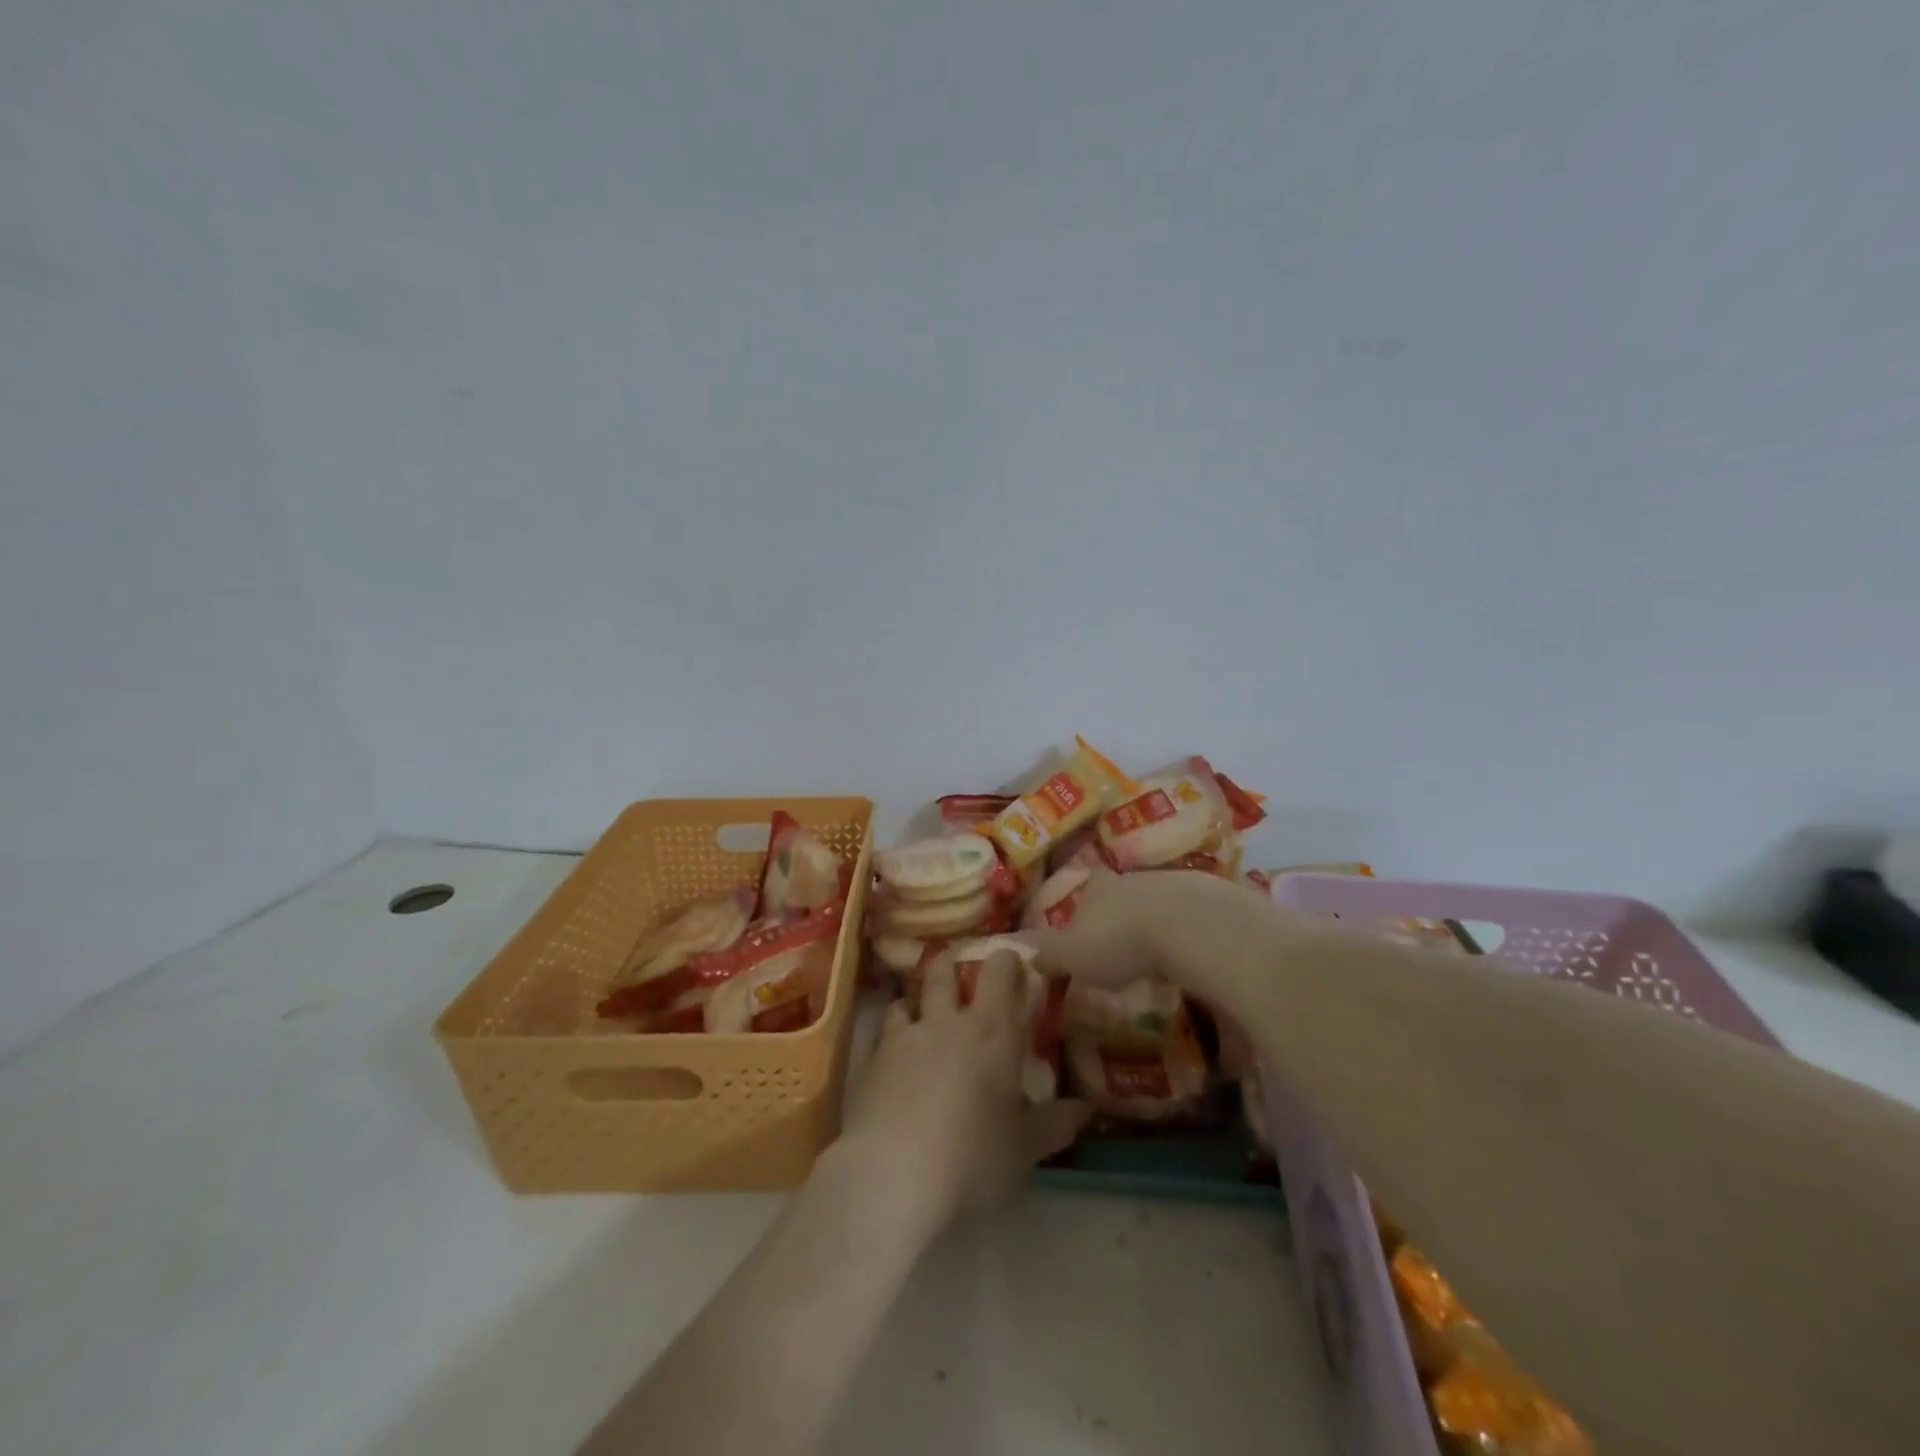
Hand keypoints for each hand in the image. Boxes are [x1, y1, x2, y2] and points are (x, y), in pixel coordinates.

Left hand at [837, 950, 1088, 1236]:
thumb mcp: (1024, 1148)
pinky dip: (893, 1032)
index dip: (1006, 961)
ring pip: (910, 996)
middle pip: (946, 971)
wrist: (894, 1173)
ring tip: (921, 1010)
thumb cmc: (973, 1157)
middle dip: (953, 964)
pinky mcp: (873, 1058)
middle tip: (960, 969)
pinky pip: (884, 1030)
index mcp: (992, 1032)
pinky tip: (895, 1053)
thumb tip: (1085, 1108)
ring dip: (917, 998)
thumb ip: (1054, 1124)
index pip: (1000, 975)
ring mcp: (906, 1036)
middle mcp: (948, 1022)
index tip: (1012, 960)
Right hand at [1031, 869, 1320, 1004]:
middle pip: (1125, 894)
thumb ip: (1049, 954)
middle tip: (1125, 943)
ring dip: (1160, 922)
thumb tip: (1019, 950)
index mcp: (1100, 890)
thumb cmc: (1121, 942)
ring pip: (1162, 901)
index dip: (1085, 908)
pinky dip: (1194, 932)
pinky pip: (1197, 915)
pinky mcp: (1214, 899)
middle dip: (1124, 915)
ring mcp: (1177, 885)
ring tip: (1162, 953)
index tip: (1088, 927)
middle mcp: (1136, 881)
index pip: (1087, 891)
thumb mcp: (1074, 956)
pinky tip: (1196, 955)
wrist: (1191, 927)